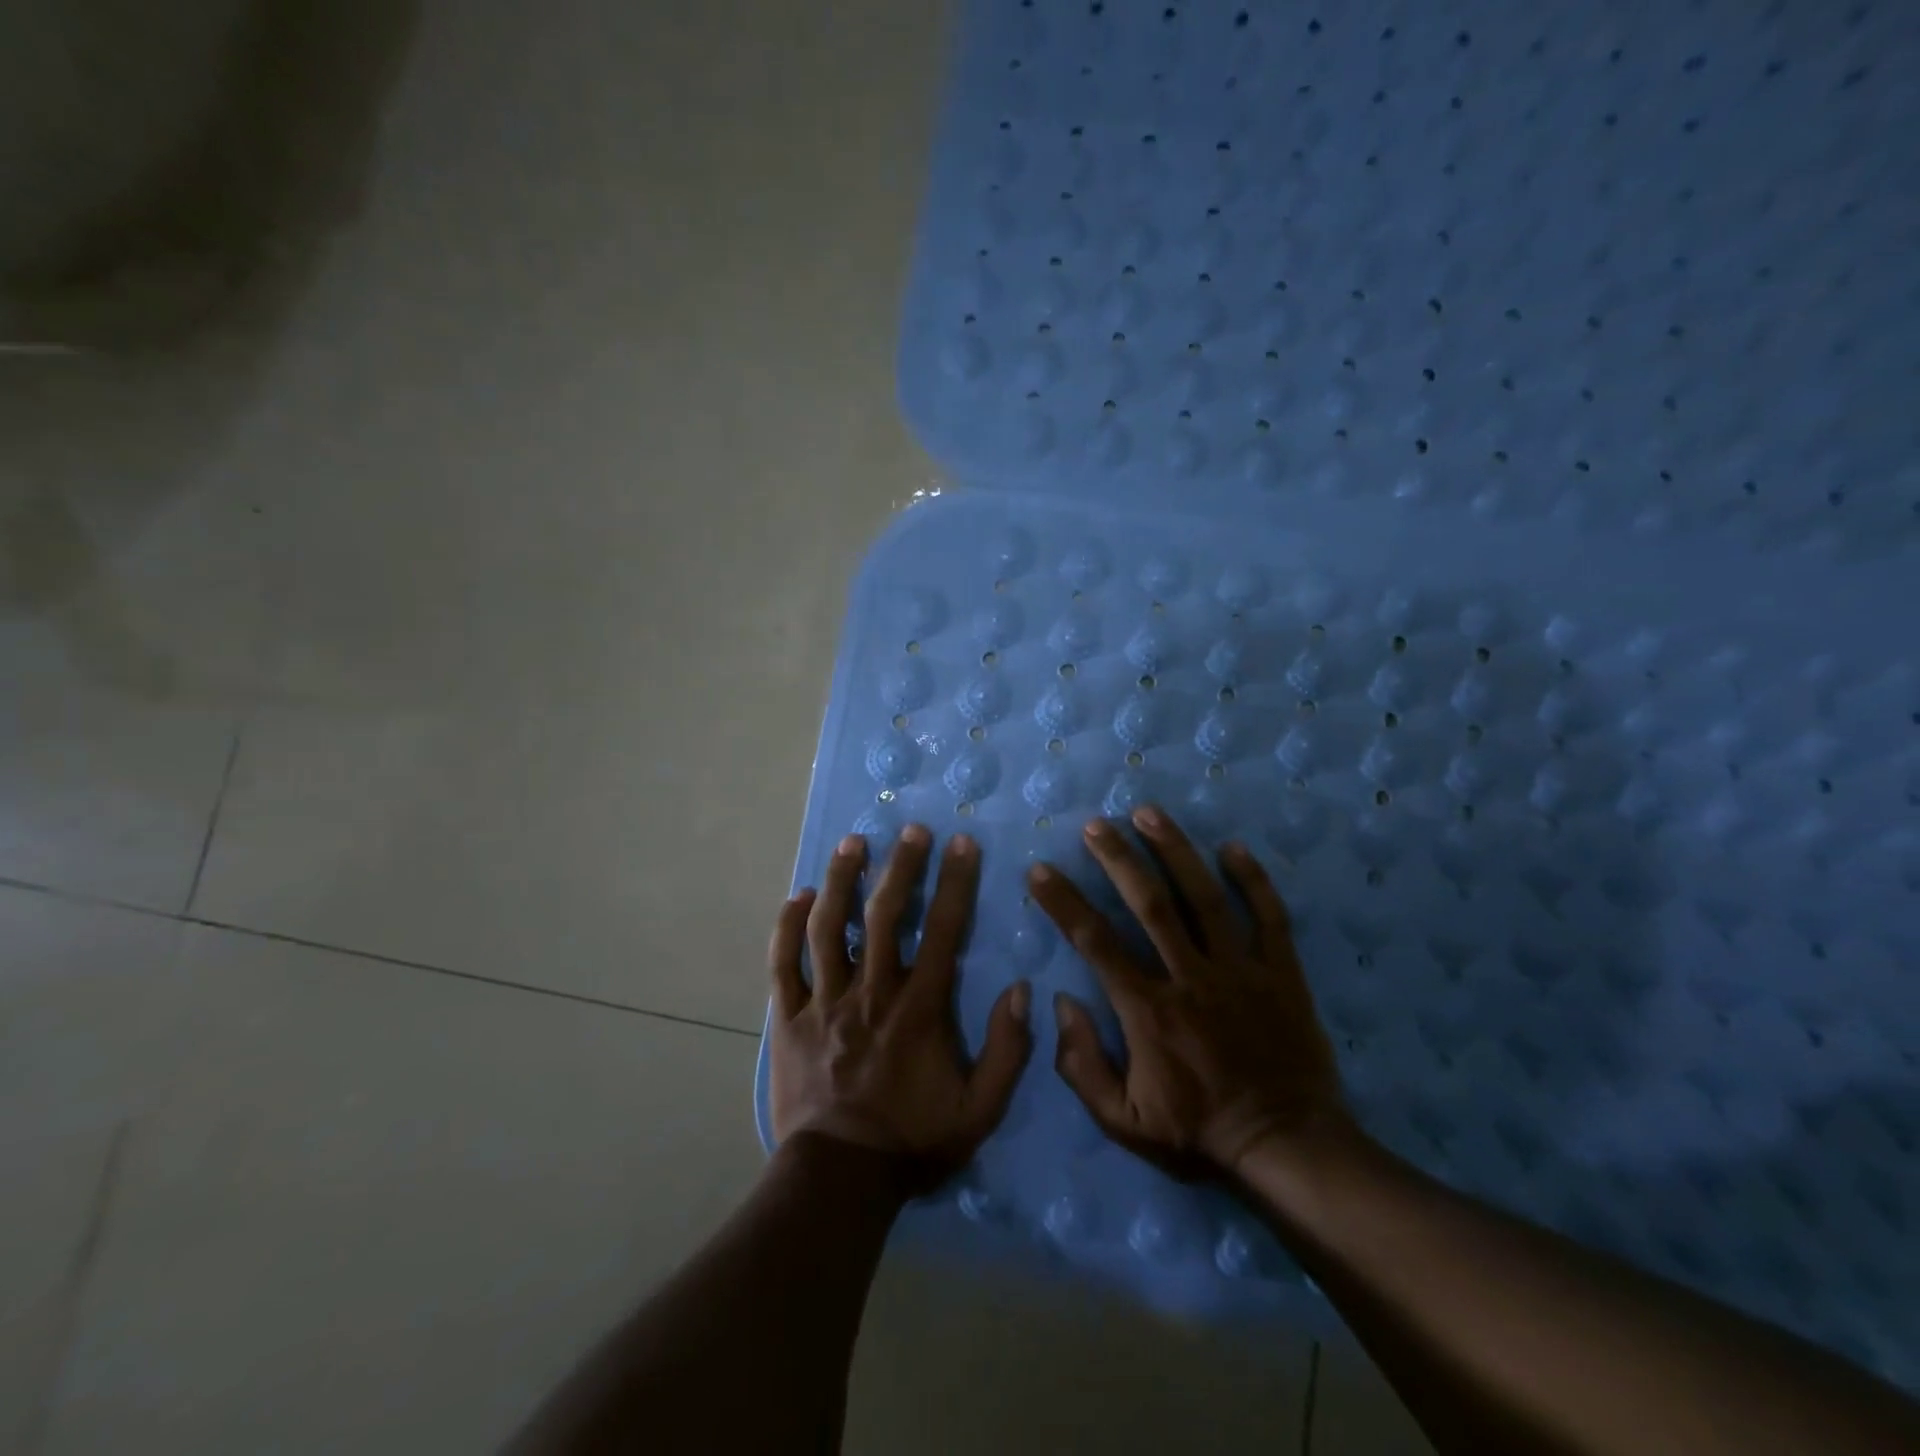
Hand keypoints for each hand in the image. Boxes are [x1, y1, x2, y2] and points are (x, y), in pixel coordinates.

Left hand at [768, 825, 1033, 1189]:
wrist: (840, 1180)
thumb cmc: (913, 1141)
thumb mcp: (980, 1109)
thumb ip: (1007, 1050)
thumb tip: (1021, 990)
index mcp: (918, 1008)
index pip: (943, 931)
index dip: (955, 883)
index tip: (962, 843)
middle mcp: (870, 992)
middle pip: (884, 915)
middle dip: (900, 867)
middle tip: (909, 829)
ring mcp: (824, 1002)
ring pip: (828, 928)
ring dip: (840, 881)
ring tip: (851, 843)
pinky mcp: (788, 1019)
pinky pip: (783, 965)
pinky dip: (787, 928)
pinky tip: (796, 897)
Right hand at [1027, 805, 1349, 1178]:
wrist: (1287, 1147)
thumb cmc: (1198, 1133)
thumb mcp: (1124, 1122)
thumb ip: (1082, 1066)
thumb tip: (1062, 1003)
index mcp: (1148, 1011)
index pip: (1095, 943)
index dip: (1064, 903)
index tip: (1040, 870)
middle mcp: (1190, 978)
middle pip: (1149, 905)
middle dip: (1118, 859)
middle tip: (1096, 824)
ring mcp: (1240, 971)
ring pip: (1203, 898)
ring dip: (1174, 852)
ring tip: (1149, 813)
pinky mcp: (1281, 973)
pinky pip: (1269, 917)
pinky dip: (1252, 880)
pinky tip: (1232, 847)